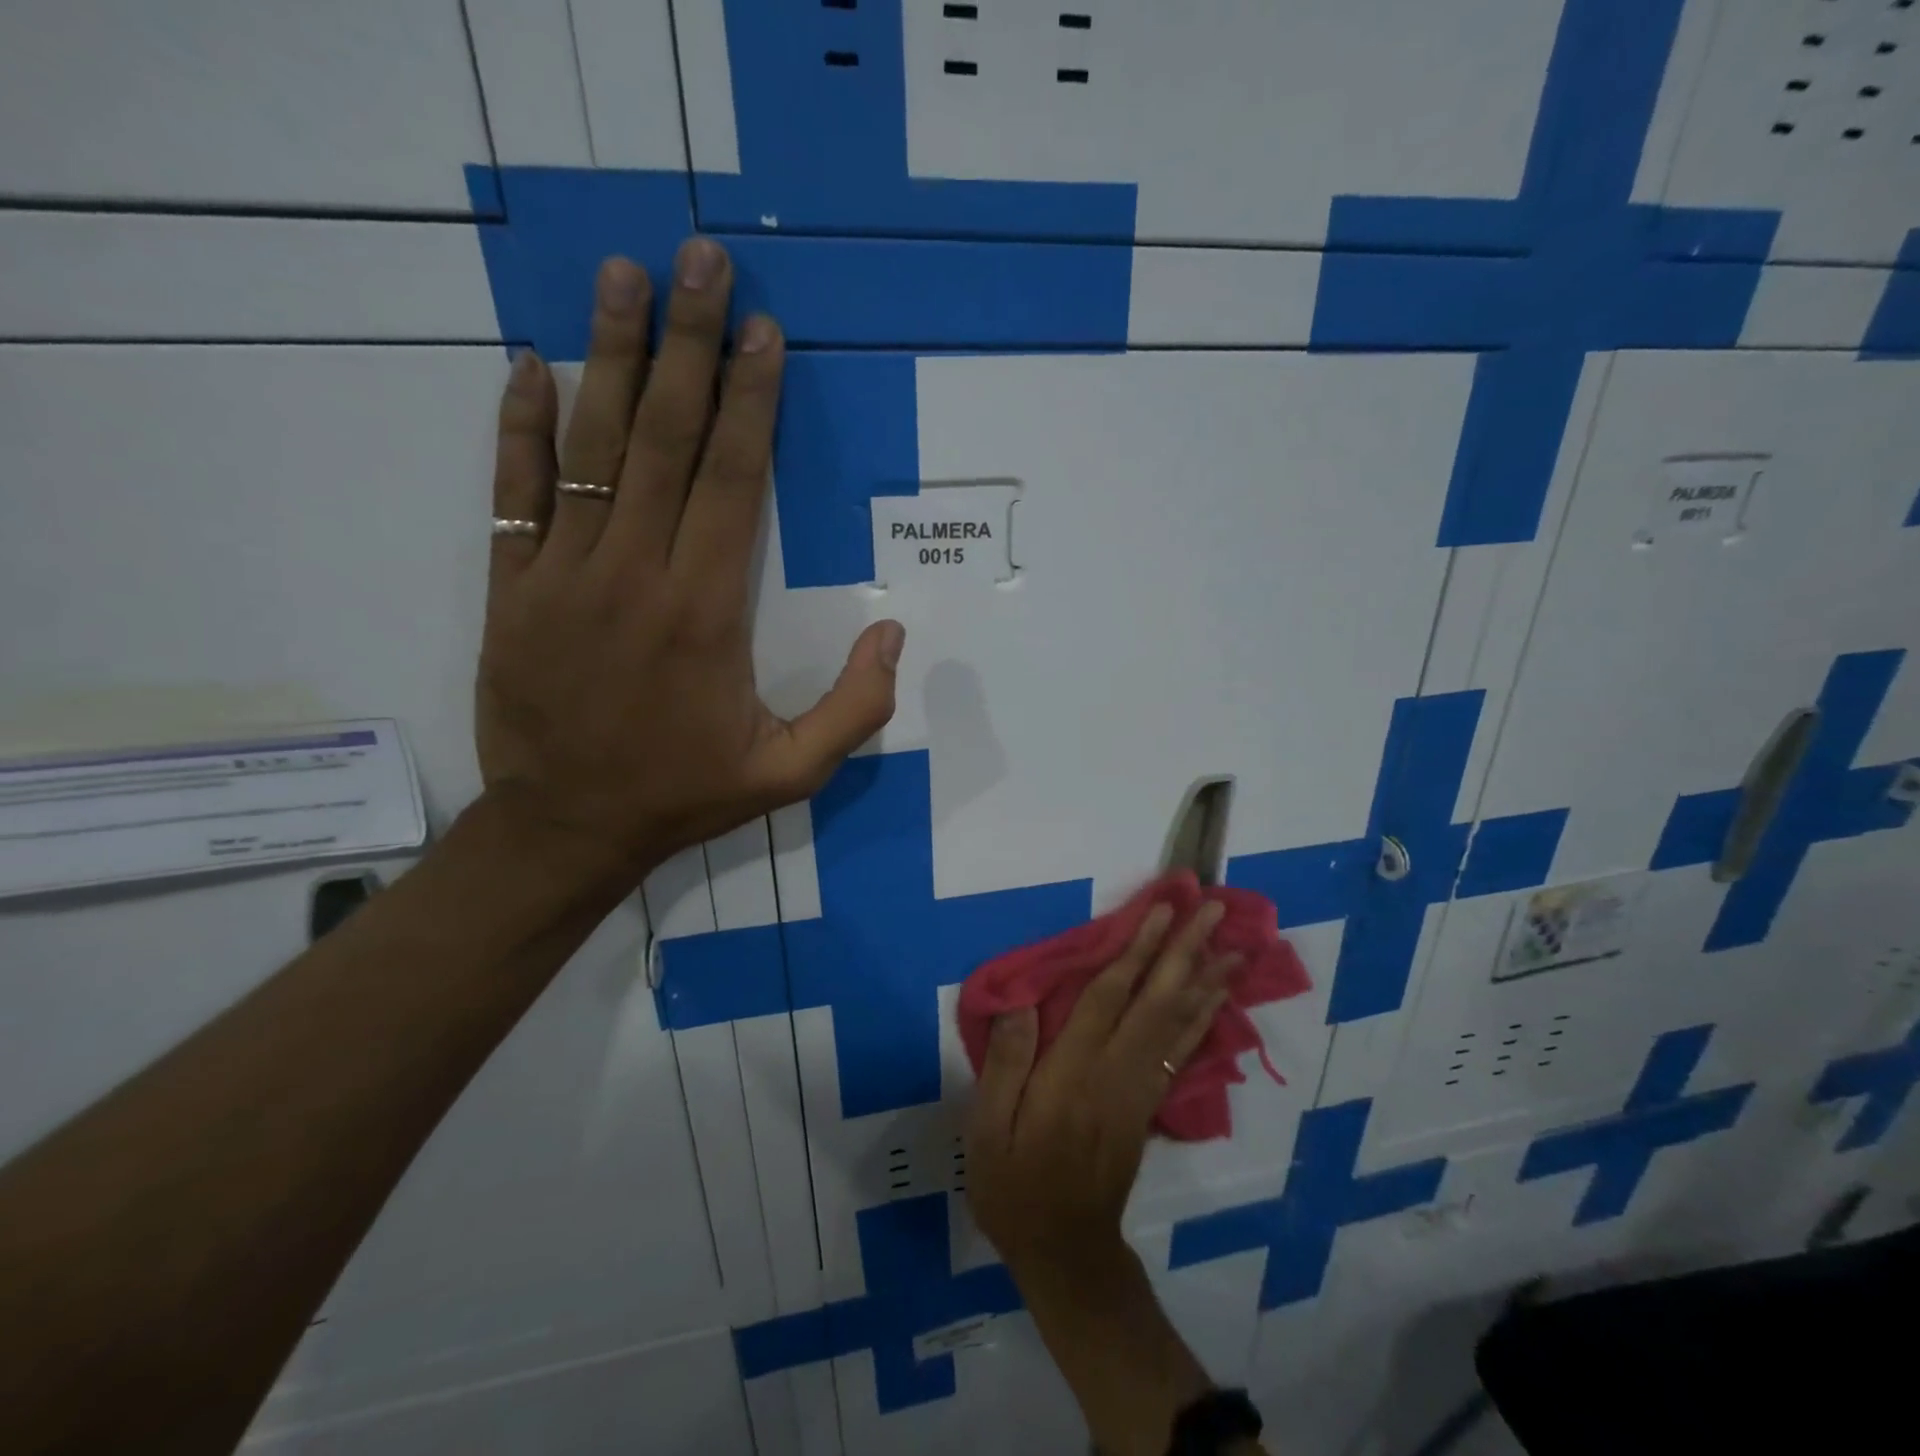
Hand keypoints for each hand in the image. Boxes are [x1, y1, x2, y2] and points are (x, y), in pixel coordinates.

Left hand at [475, 244, 904, 889]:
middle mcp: (636, 574)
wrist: (566, 828)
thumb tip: (892, 634)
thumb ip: (855, 710)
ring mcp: (564, 574)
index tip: (764, 331)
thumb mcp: (791, 774)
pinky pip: (514, 491)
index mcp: (707, 612)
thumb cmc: (684, 794)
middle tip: (703, 260)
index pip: (735, 481)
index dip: (753, 401)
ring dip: (611, 356)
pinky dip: (520, 427)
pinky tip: (531, 367)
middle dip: (692, 344)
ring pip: (591, 447)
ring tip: (624, 276)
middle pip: (668, 439)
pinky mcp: (512, 587)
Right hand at [965, 902, 1237, 1277]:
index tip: (1161, 910)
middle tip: (1215, 910)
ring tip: (1235, 945)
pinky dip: (1202, 1018)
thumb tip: (1020, 1001)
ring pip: (1179, 1024)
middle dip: (1186, 951)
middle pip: (1158, 1001)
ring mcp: (1140, 1089)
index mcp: (1073, 1073)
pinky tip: (1216, 997)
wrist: (1066, 1253)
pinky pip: (1181, 1051)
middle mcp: (1116, 1073)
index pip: (1109, 998)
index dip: (1136, 951)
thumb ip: (1007, 1064)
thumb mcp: (988, 1131)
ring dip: (1207, 979)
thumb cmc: (1016, 1186)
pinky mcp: (1148, 1104)